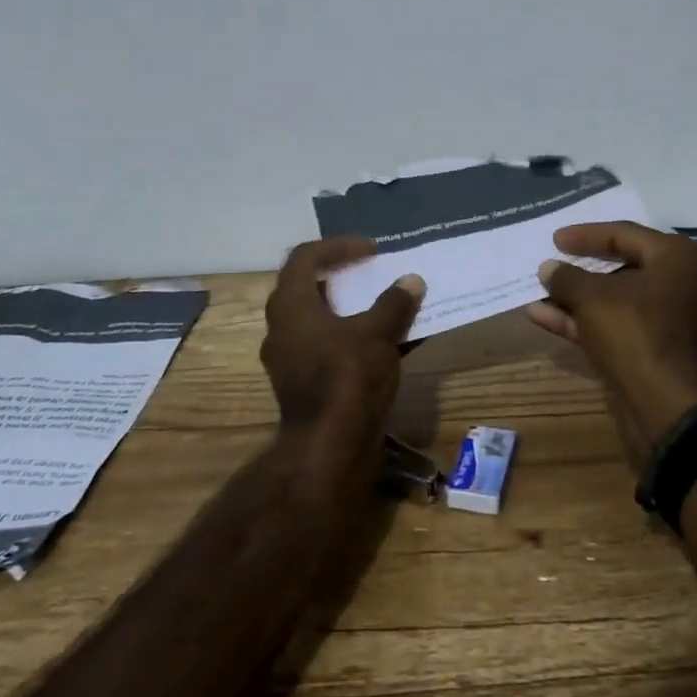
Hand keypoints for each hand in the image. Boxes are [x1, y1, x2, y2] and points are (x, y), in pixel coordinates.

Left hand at [262, 238, 423, 459]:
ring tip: (389, 306)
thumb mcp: (376, 333)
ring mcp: (294, 360)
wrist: (329, 450)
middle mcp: (284, 329)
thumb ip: (394, 304)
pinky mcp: (308, 385)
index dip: (338, 246)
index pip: (305, 257)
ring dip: (355, 311)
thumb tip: (412, 281)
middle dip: (345, 278)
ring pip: (324, 321)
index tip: (371, 250)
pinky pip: (334, 349)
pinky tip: (395, 344)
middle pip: (311, 289)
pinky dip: (360, 340)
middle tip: (374, 274)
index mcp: (291, 306)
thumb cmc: (346, 377)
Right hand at [525, 221, 696, 470]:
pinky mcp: (667, 355)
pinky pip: (625, 328)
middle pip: (625, 269)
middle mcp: (688, 285)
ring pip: (621, 303)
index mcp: (679, 258)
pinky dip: (590, 323)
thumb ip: (566, 277)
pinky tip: (547, 320)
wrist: (671, 409)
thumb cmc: (636, 332)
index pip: (625, 233)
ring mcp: (680, 324)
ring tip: (540, 296)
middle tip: (554, 267)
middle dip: (582, 272)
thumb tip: (549, 268)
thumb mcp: (591, 297)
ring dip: (579, 301)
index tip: (555, 240)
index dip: (585, 235)